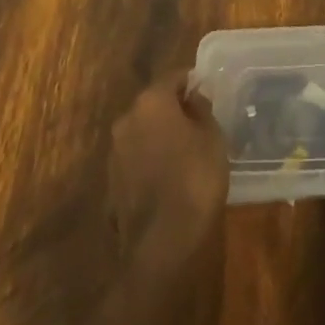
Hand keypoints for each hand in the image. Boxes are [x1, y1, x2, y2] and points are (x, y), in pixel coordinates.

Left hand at [108, 73, 227, 269]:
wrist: (161, 246)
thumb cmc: (194, 180)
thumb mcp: (212, 138)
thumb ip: (202, 110)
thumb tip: (194, 98)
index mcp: (151, 101)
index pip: (174, 77)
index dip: (192, 83)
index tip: (207, 94)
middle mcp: (126, 120)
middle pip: (153, 104)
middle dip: (174, 110)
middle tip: (198, 124)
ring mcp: (114, 154)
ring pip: (142, 133)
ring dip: (160, 137)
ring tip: (185, 154)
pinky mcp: (111, 185)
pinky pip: (135, 162)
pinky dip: (149, 164)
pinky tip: (168, 180)